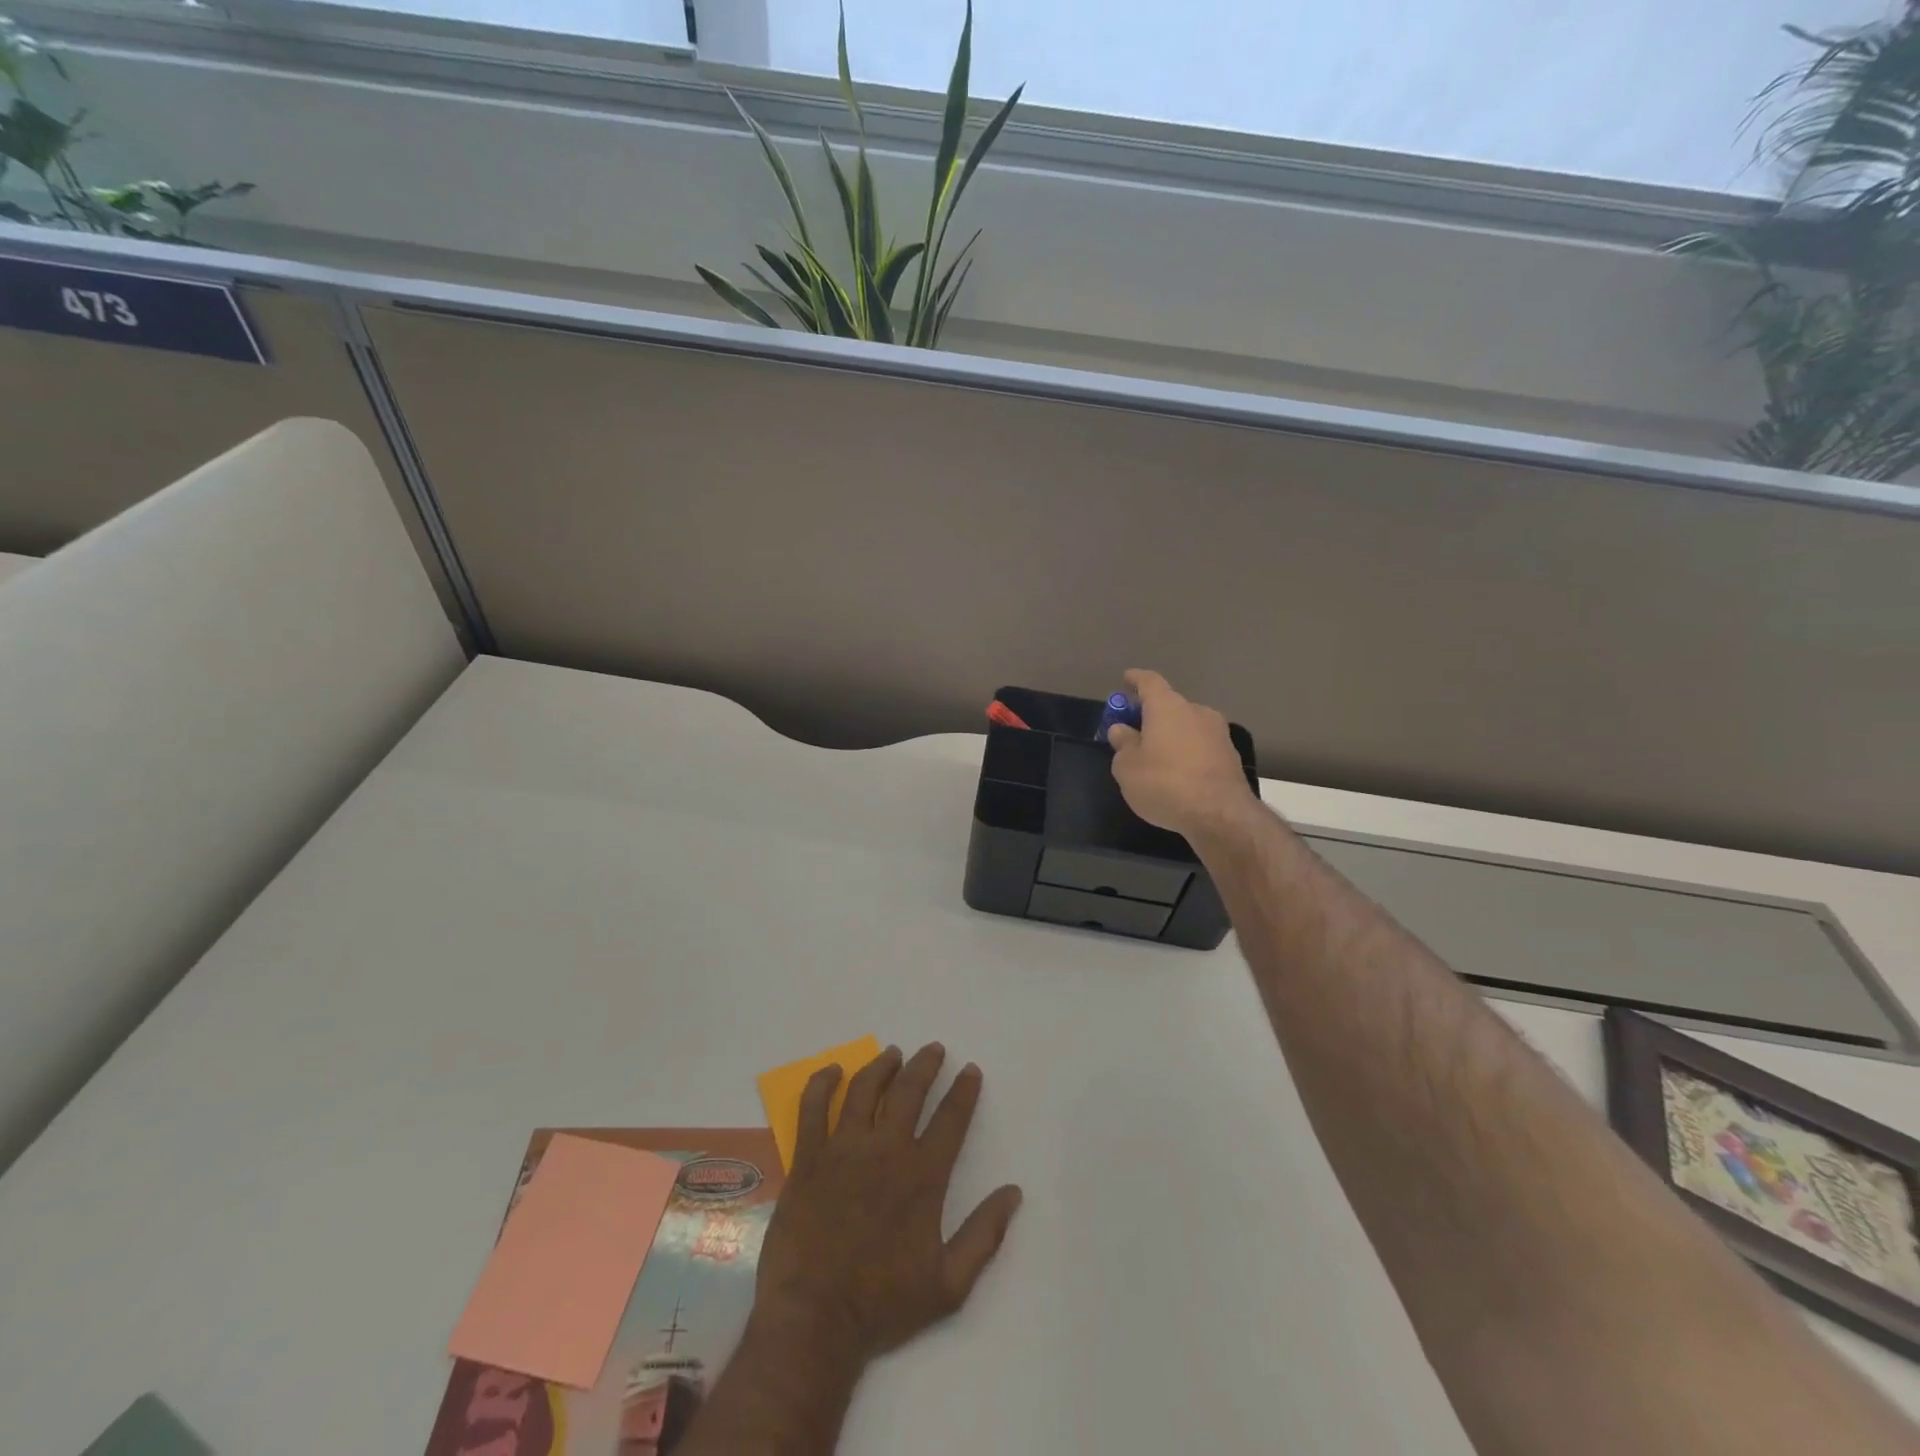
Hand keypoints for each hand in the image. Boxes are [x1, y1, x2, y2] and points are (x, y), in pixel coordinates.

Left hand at [754, 1044, 1023, 1365]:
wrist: (814, 1321)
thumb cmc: (883, 1304)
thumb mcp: (949, 1284)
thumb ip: (984, 1235)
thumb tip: (1014, 1192)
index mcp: (922, 1176)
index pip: (951, 1119)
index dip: (964, 1091)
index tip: (970, 1070)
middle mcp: (885, 1149)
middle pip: (909, 1091)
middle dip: (926, 1065)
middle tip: (934, 1049)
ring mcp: (842, 1149)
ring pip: (864, 1089)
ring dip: (882, 1065)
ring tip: (893, 1053)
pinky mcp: (808, 1157)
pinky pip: (813, 1107)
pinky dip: (822, 1082)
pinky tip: (833, 1070)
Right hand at [1107, 668, 1259, 839]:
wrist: (1220, 814)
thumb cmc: (1164, 783)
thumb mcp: (1127, 768)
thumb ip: (1123, 744)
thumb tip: (1122, 730)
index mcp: (1167, 707)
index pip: (1149, 682)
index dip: (1135, 679)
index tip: (1126, 679)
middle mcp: (1196, 711)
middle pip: (1170, 705)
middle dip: (1152, 714)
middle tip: (1136, 730)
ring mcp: (1218, 733)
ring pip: (1188, 726)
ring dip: (1172, 735)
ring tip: (1157, 756)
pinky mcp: (1230, 756)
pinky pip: (1201, 746)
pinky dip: (1187, 752)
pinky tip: (1178, 773)